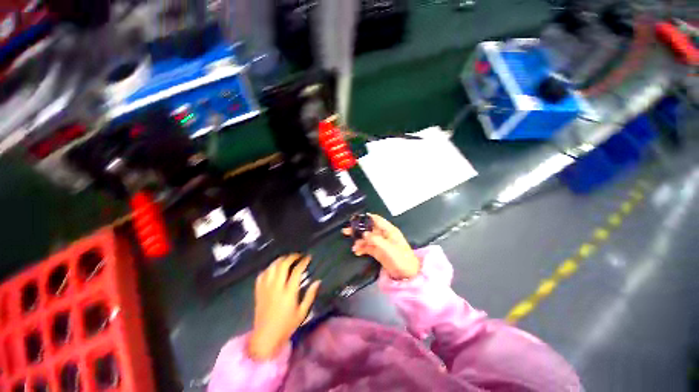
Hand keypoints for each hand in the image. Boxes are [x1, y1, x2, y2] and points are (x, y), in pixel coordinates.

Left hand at [248, 254, 320, 360]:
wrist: (265, 338)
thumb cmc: (286, 326)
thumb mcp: (302, 312)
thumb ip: (310, 295)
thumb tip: (318, 281)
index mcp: (288, 293)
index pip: (296, 271)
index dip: (303, 262)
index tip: (308, 258)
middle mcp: (276, 288)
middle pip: (283, 265)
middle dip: (291, 257)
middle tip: (298, 256)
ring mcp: (266, 289)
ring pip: (272, 267)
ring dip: (280, 260)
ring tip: (287, 259)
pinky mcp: (258, 292)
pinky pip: (262, 275)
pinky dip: (268, 268)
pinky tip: (274, 268)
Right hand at [343, 214, 419, 279]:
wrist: (407, 275)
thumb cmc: (401, 259)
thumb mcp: (389, 248)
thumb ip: (376, 240)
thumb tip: (364, 233)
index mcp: (389, 230)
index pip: (376, 220)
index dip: (366, 218)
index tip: (354, 219)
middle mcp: (383, 235)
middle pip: (369, 229)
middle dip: (358, 229)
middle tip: (346, 231)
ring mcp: (380, 243)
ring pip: (366, 238)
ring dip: (359, 241)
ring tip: (353, 247)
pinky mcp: (377, 251)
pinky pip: (367, 247)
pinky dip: (361, 248)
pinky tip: (357, 252)